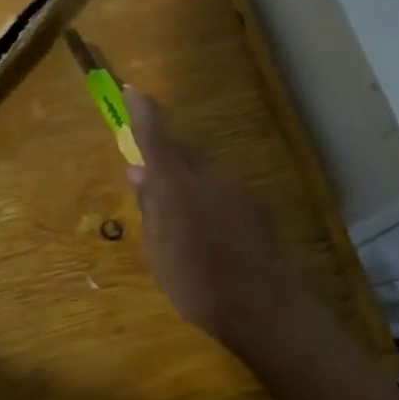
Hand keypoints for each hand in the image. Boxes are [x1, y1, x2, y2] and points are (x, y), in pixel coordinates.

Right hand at [125, 87, 325, 355]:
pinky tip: (205, 229)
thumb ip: (150, 207)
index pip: (155, 136)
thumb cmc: (197, 284)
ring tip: (176, 216)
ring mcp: (235, 187)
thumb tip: (138, 173)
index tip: (132, 90)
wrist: (266, 308)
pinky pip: (220, 189)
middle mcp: (208, 175)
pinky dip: (205, 196)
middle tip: (146, 177)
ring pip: (201, 171)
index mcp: (176, 184)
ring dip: (185, 181)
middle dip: (162, 156)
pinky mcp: (254, 204)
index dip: (142, 112)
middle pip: (180, 152)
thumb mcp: (158, 252)